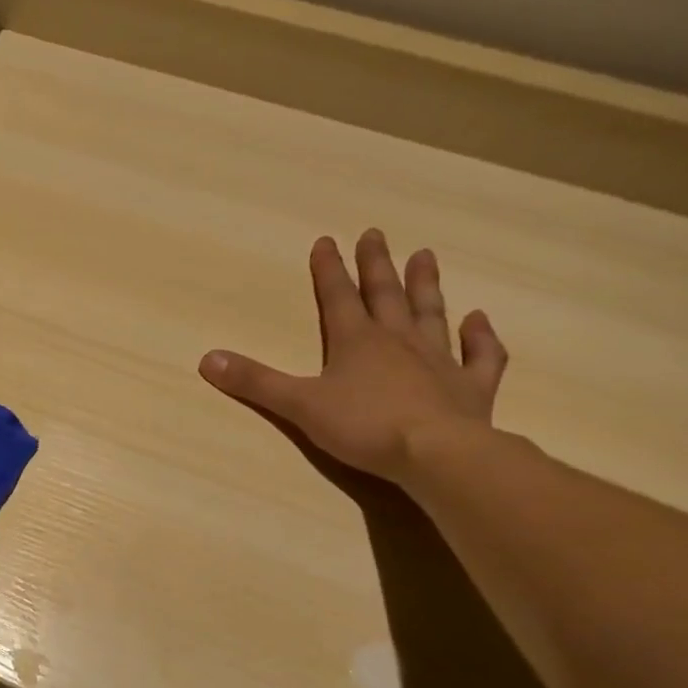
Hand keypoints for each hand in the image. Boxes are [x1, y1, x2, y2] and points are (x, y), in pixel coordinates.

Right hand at [198, 230, 508, 482]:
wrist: (437, 454)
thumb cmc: (363, 427)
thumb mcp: (298, 405)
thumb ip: (254, 382)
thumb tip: (207, 359)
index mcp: (355, 342)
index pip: (337, 297)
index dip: (328, 269)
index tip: (326, 240)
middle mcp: (398, 341)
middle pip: (385, 295)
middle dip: (376, 264)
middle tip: (375, 233)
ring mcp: (439, 361)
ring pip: (431, 314)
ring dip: (426, 285)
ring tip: (425, 256)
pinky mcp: (470, 387)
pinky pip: (480, 355)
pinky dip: (481, 337)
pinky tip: (479, 320)